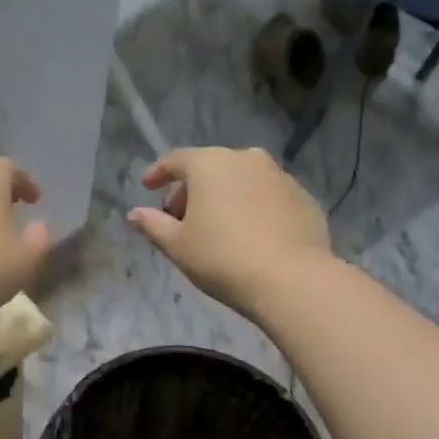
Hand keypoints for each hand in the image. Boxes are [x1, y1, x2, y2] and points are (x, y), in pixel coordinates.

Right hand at [127, 147, 329, 312]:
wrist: (291, 280)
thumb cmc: (222, 258)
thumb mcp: (177, 245)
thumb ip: (153, 225)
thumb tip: (134, 214)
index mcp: (210, 164)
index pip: (175, 160)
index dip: (158, 173)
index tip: (147, 187)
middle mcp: (246, 159)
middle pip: (210, 168)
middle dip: (191, 190)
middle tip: (181, 219)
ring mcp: (280, 176)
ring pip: (241, 181)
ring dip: (224, 198)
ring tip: (217, 229)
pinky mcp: (303, 198)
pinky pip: (267, 197)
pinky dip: (252, 208)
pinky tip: (249, 236)